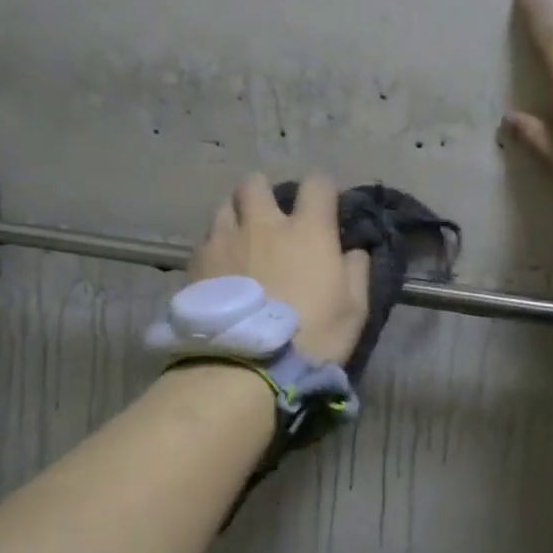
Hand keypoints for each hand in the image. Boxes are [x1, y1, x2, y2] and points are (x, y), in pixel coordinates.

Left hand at [190, 174, 370, 363]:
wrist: (244, 368)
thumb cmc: (310, 337)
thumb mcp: (354, 310)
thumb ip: (356, 271)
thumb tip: (354, 250)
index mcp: (307, 230)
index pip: (316, 184)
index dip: (322, 191)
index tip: (324, 209)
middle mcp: (263, 224)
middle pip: (256, 184)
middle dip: (265, 193)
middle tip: (271, 217)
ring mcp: (224, 240)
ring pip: (226, 206)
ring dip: (237, 215)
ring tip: (242, 239)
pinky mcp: (196, 262)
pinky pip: (206, 239)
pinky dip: (216, 245)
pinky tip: (221, 268)